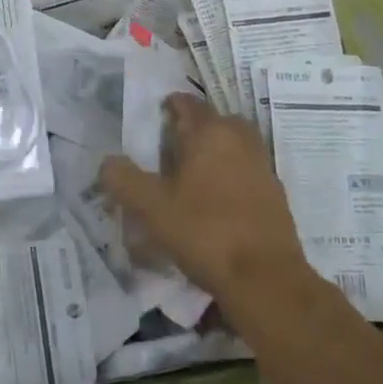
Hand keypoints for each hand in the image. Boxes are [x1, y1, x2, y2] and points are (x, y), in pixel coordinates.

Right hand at [100, 94, 321, 313]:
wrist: (266, 280)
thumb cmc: (204, 231)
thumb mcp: (151, 207)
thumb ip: (124, 179)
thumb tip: (108, 162)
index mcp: (210, 131)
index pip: (187, 103)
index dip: (167, 107)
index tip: (152, 122)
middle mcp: (239, 139)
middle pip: (213, 122)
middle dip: (192, 131)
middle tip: (169, 151)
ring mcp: (261, 166)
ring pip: (231, 147)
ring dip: (213, 154)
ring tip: (190, 179)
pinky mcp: (275, 195)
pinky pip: (245, 173)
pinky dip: (230, 179)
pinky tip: (213, 205)